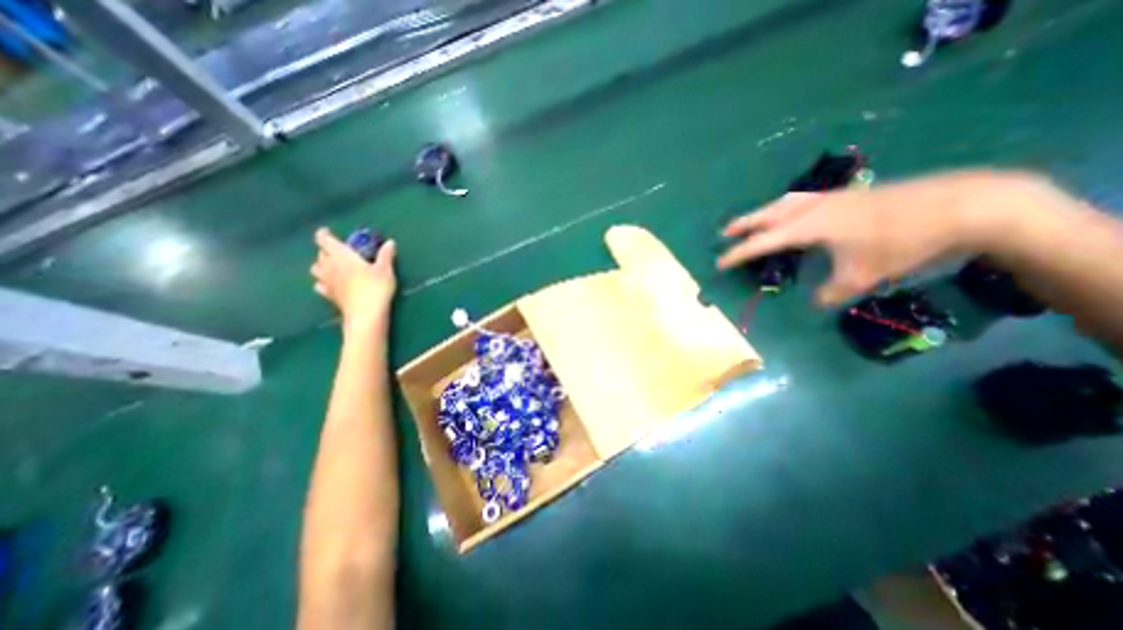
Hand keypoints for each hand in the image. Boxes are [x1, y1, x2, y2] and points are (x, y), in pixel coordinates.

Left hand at [310, 230, 397, 331]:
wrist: (366, 315)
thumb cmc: (375, 288)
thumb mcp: (385, 270)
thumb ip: (386, 255)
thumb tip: (390, 242)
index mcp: (341, 256)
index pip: (324, 240)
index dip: (324, 234)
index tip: (327, 231)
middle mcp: (329, 267)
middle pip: (320, 254)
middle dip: (327, 250)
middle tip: (339, 250)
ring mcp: (327, 283)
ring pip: (316, 269)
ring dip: (322, 265)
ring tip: (333, 267)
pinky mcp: (330, 296)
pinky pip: (320, 285)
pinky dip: (323, 282)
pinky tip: (332, 284)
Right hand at [714, 167, 1063, 301]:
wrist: (962, 206)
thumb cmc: (902, 243)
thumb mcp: (862, 277)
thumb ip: (830, 293)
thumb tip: (815, 302)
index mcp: (809, 226)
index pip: (762, 242)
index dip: (739, 253)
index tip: (719, 263)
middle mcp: (813, 208)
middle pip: (768, 214)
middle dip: (744, 224)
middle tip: (725, 233)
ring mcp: (831, 198)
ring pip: (784, 202)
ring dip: (763, 212)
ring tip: (752, 222)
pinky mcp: (847, 195)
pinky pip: (803, 200)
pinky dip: (786, 208)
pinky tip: (793, 216)